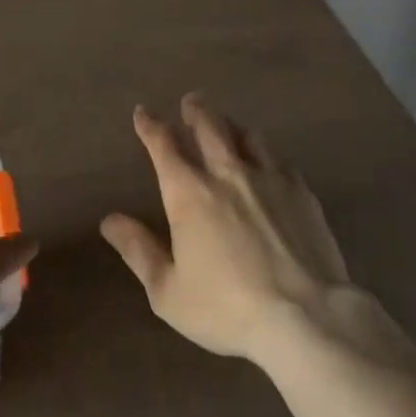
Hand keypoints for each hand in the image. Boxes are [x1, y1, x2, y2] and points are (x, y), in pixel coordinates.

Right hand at [100, 93, 352, 362]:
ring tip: (228, 125)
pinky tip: (269, 165)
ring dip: (232, 126)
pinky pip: (280, 161)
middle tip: (191, 100)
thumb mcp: (168, 292)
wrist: (306, 316)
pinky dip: (266, 156)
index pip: (163, 145)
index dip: (150, 125)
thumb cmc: (227, 308)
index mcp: (189, 193)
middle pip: (209, 126)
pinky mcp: (302, 192)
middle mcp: (227, 173)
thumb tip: (110, 220)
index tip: (143, 112)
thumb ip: (139, 251)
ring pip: (247, 136)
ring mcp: (269, 178)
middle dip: (196, 110)